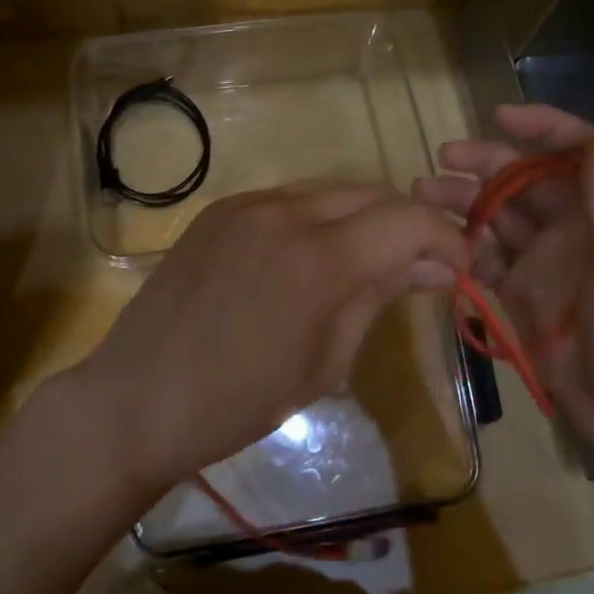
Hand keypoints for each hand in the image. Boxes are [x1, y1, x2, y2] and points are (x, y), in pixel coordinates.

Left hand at [75, 184, 468, 492]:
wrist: (134, 398)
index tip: (459, 269)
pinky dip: (318, 218)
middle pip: (372, 193)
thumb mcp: (325, 362)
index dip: (446, 239)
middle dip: (407, 225)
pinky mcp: (220, 209)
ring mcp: (247, 204)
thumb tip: (432, 267)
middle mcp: (285, 212)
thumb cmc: (237, 403)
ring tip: (367, 262)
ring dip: (363, 218)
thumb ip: (378, 297)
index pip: (408, 220)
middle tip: (418, 268)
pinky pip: (289, 199)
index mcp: (318, 259)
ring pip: (331, 190)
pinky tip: (311, 257)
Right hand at [414, 104, 593, 464]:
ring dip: (462, 199)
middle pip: (524, 179)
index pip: (575, 152)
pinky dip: (460, 244)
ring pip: (496, 215)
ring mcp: (541, 260)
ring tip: (421, 193)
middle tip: (443, 157)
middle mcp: (571, 227)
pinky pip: (484, 257)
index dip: (542, 127)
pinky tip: (433, 237)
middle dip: (486, 162)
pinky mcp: (517, 293)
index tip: (500, 117)